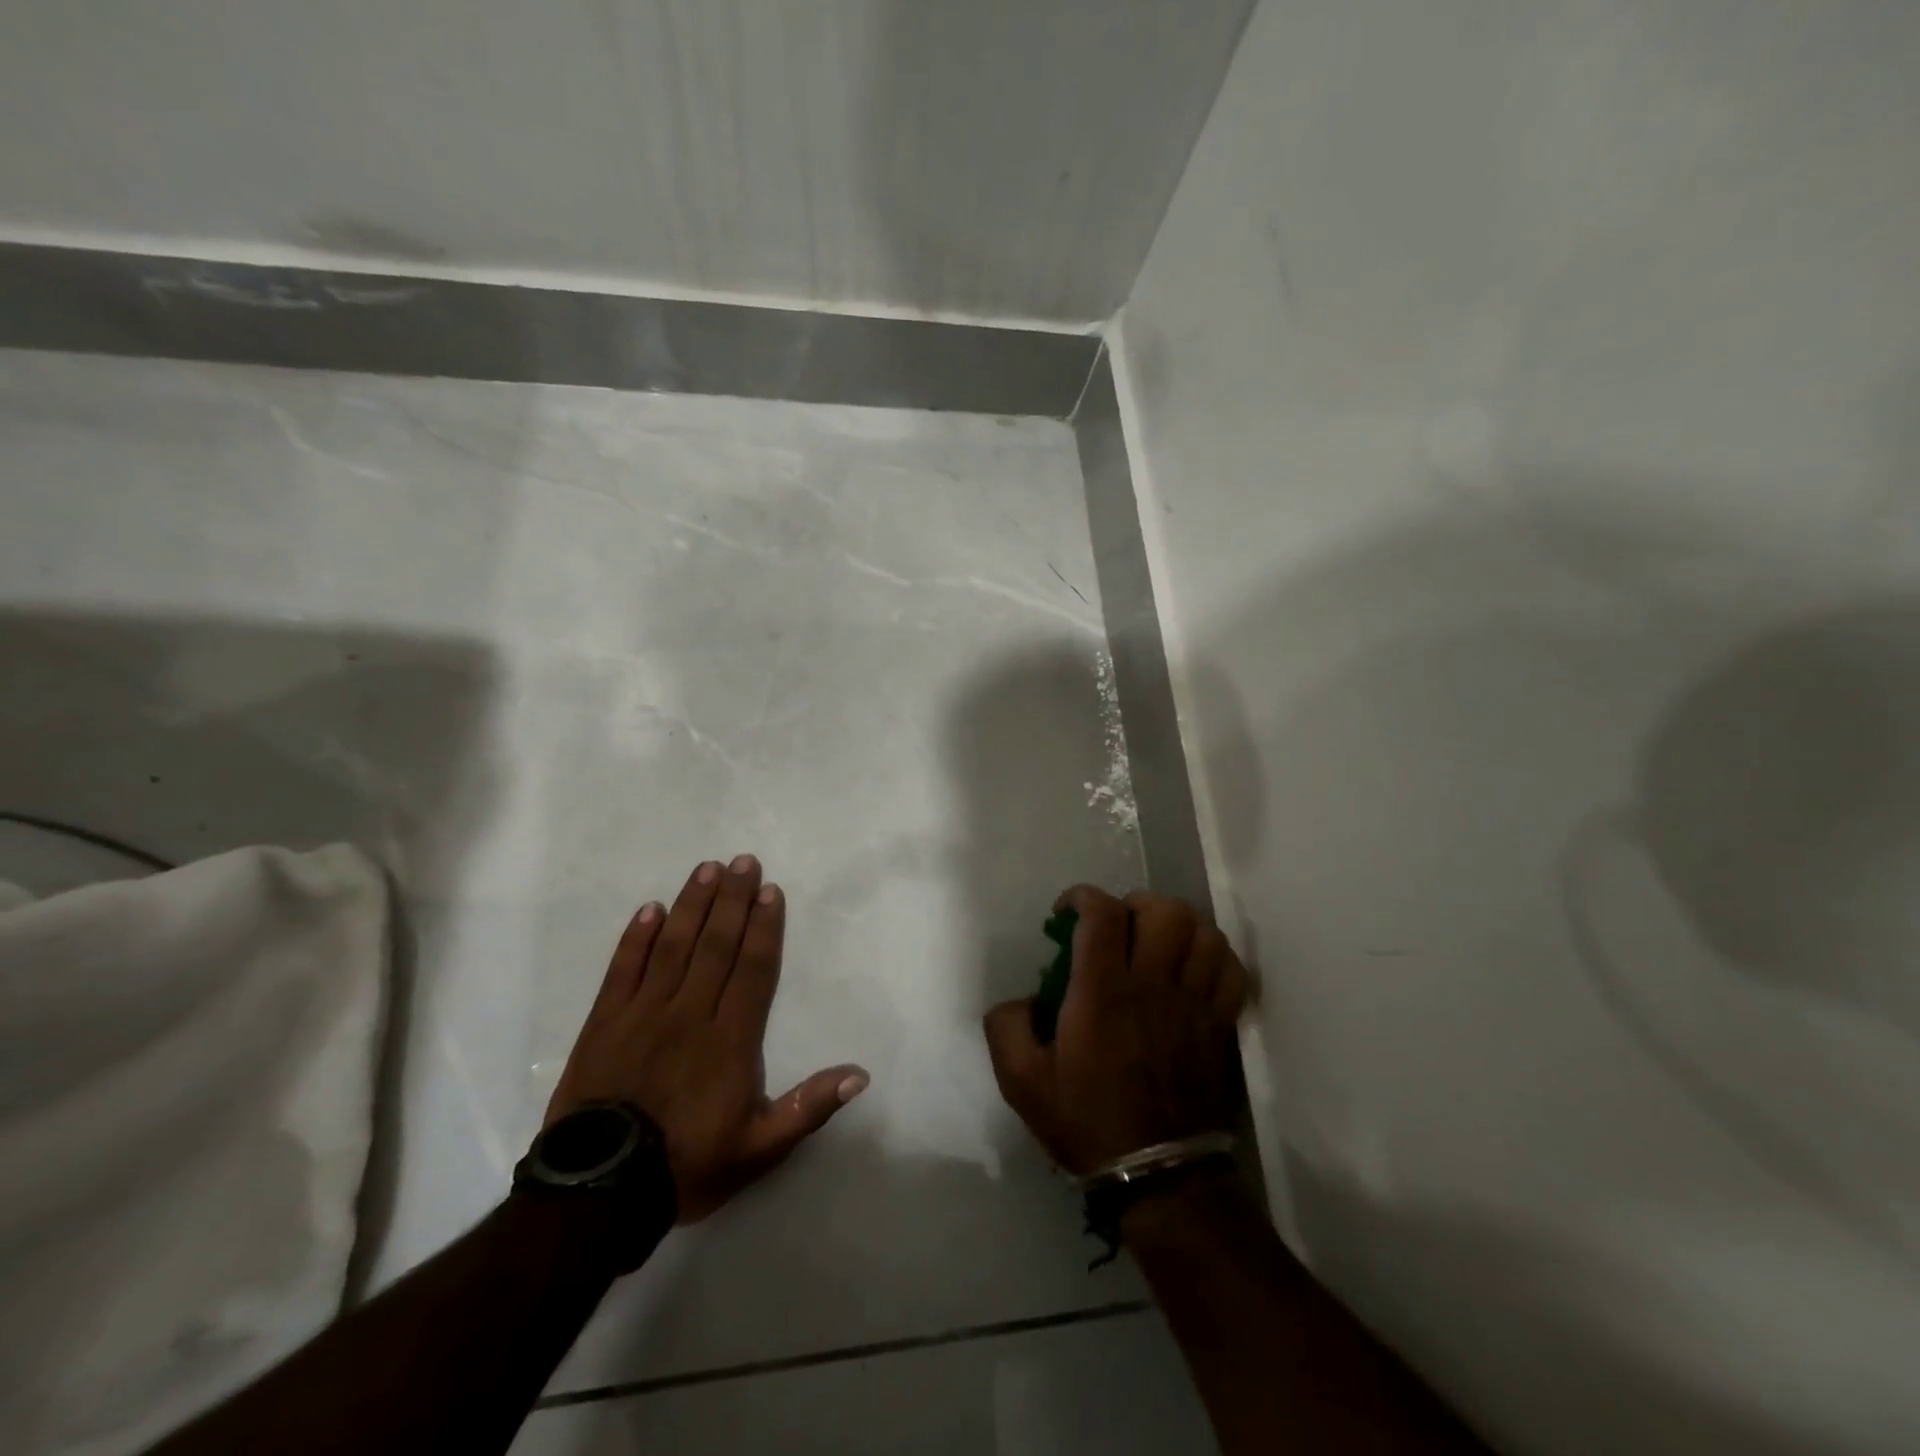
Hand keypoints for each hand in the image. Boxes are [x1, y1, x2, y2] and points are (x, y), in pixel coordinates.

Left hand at [546, 855, 867, 1221]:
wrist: (599, 1195)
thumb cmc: (687, 1165)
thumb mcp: (760, 1149)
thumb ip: (809, 1107)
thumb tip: (860, 1074)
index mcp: (730, 1039)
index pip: (752, 969)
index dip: (763, 927)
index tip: (769, 891)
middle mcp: (689, 1013)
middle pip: (715, 945)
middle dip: (732, 900)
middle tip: (742, 861)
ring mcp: (643, 1013)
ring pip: (673, 946)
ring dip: (692, 905)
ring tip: (706, 869)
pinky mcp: (604, 1022)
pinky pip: (623, 969)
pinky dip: (637, 938)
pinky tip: (650, 909)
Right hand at [983, 886, 1248, 1176]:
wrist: (1156, 1175)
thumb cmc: (1086, 1121)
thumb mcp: (1021, 1081)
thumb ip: (1006, 1027)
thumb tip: (1021, 999)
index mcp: (1102, 992)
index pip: (1103, 914)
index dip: (1083, 897)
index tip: (1068, 913)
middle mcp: (1152, 986)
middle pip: (1163, 911)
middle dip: (1134, 904)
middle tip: (1117, 927)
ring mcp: (1192, 1003)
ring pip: (1203, 932)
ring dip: (1177, 925)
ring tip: (1156, 942)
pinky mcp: (1219, 1024)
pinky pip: (1231, 969)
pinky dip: (1213, 954)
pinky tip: (1191, 966)